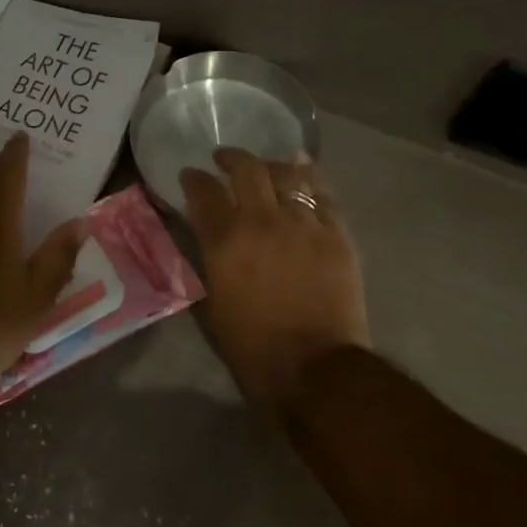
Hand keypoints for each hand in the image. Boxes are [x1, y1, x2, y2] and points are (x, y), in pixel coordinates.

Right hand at [181, 148, 370, 408]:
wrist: (316, 368)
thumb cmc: (253, 347)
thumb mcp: (213, 304)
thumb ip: (209, 261)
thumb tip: (208, 238)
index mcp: (225, 242)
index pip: (204, 192)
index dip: (194, 178)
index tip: (190, 175)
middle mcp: (263, 222)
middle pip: (247, 170)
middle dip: (231, 158)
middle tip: (224, 159)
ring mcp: (304, 225)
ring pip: (288, 175)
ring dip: (271, 164)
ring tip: (266, 165)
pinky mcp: (336, 235)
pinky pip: (322, 195)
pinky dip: (309, 178)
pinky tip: (303, 170)